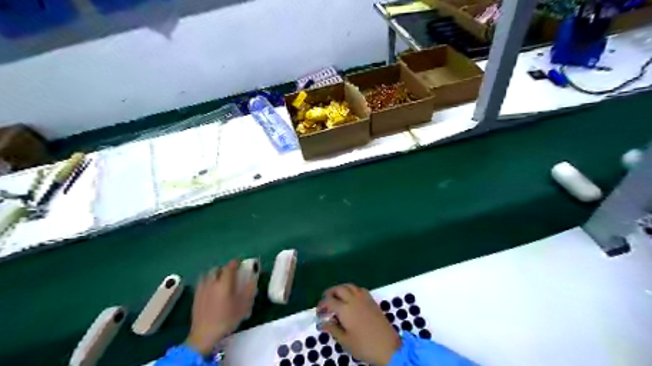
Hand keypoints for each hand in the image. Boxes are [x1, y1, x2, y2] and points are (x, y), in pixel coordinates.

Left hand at [185, 260, 255, 354]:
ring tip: (219, 279)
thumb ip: (250, 289)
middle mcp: (212, 282)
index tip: (240, 262)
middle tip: (231, 272)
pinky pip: (201, 282)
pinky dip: (207, 281)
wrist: (205, 334)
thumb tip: (254, 277)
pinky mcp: (195, 296)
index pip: (229, 266)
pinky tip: (210, 288)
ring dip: (214, 273)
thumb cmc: (227, 319)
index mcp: (224, 282)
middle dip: (224, 268)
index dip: (235, 262)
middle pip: (217, 268)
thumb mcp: (244, 305)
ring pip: (207, 274)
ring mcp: (202, 289)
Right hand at [319, 283, 400, 365]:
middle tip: (325, 300)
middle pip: (339, 289)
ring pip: (349, 286)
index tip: (318, 311)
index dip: (322, 304)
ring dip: (341, 289)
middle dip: (330, 292)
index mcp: (345, 309)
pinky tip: (351, 297)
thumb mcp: (345, 341)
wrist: (388, 347)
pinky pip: (359, 289)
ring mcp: (364, 298)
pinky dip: (352, 289)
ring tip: (337, 296)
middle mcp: (353, 300)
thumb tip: (323, 323)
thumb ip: (333, 329)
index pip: (329, 301)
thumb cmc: (364, 346)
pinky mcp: (372, 300)